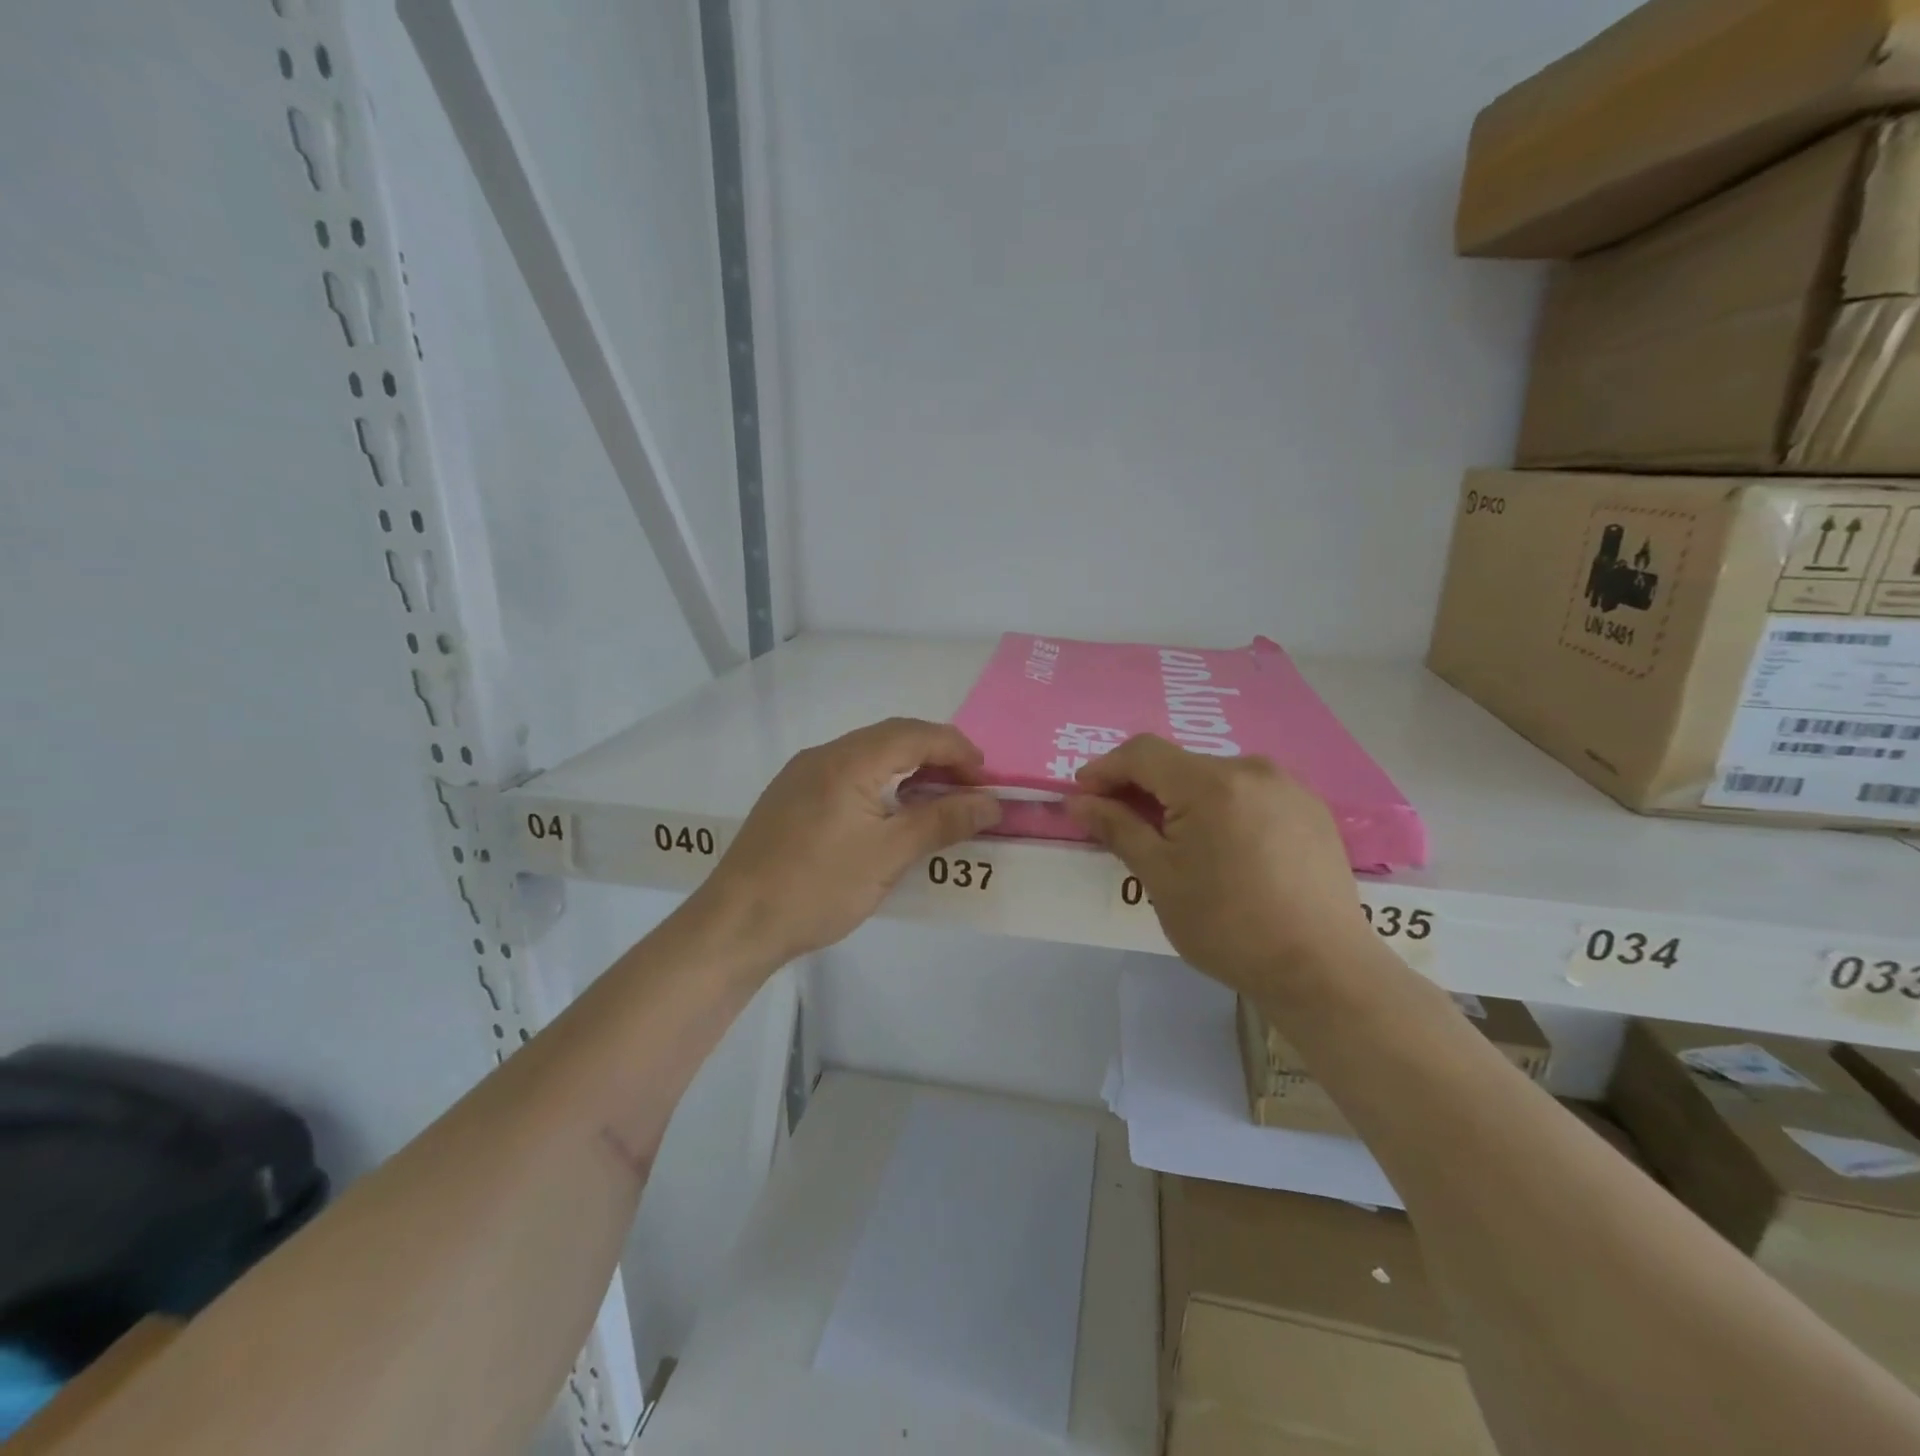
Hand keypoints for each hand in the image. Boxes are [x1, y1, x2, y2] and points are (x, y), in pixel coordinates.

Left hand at [693, 718, 1001, 965]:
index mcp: (848, 760)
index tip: (987, 779)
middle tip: (968, 789)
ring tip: (937, 802)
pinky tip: (891, 814)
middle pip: (891, 738)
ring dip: (908, 770)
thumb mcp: (889, 856)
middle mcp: (823, 755)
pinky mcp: (790, 797)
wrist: (736, 923)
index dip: (957, 749)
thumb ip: (942, 822)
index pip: (915, 734)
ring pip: (868, 756)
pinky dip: (881, 783)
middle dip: (936, 756)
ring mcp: (801, 775)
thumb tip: (990, 803)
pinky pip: (847, 774)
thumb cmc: (818, 887)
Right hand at [1067, 737, 1370, 998]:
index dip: (1106, 768)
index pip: (1143, 752)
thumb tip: (1078, 800)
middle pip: (1180, 764)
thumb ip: (1118, 828)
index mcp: (1211, 783)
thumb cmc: (1227, 925)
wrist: (1322, 970)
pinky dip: (1222, 809)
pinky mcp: (1312, 810)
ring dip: (1184, 798)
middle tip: (1123, 824)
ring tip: (1175, 842)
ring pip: (1216, 778)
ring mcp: (1289, 787)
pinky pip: (1250, 794)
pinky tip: (1224, 849)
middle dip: (1144, 787)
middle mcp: (1253, 770)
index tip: (1083, 795)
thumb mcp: (1160, 878)